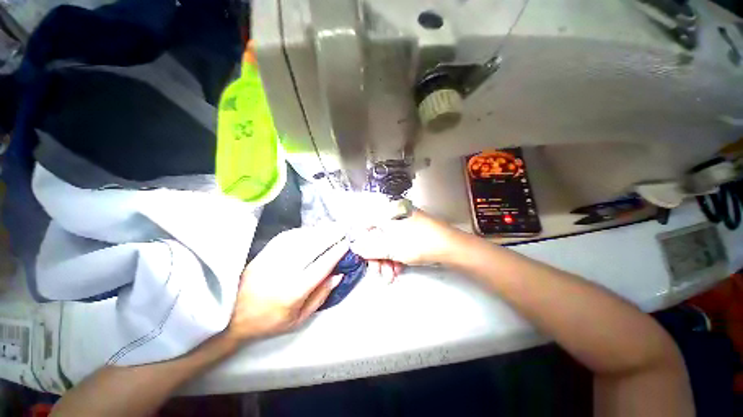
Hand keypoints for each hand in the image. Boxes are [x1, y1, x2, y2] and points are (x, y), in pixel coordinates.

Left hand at [225, 225, 348, 342]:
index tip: (346, 244)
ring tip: (330, 227)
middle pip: (312, 247)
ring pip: (300, 238)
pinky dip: (302, 231)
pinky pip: (287, 236)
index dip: (335, 253)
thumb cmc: (269, 321)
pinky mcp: (264, 253)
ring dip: (318, 231)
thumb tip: (338, 275)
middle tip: (342, 228)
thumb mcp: (298, 319)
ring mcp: (273, 259)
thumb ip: (321, 296)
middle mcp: (284, 271)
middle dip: (330, 235)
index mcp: (294, 291)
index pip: (321, 266)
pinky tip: (310, 230)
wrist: (231, 316)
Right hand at [351, 210, 459, 265]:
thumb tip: (355, 247)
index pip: (365, 224)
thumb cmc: (418, 243)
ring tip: (390, 275)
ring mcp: (405, 222)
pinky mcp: (413, 230)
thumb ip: (369, 248)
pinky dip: (396, 256)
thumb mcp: (390, 247)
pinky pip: (398, 242)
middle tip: (379, 272)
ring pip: (388, 241)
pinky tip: (398, 269)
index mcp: (387, 211)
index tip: (364, 256)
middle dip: (377, 256)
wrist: (450, 246)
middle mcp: (394, 214)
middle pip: (377, 236)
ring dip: (386, 259)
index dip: (362, 241)